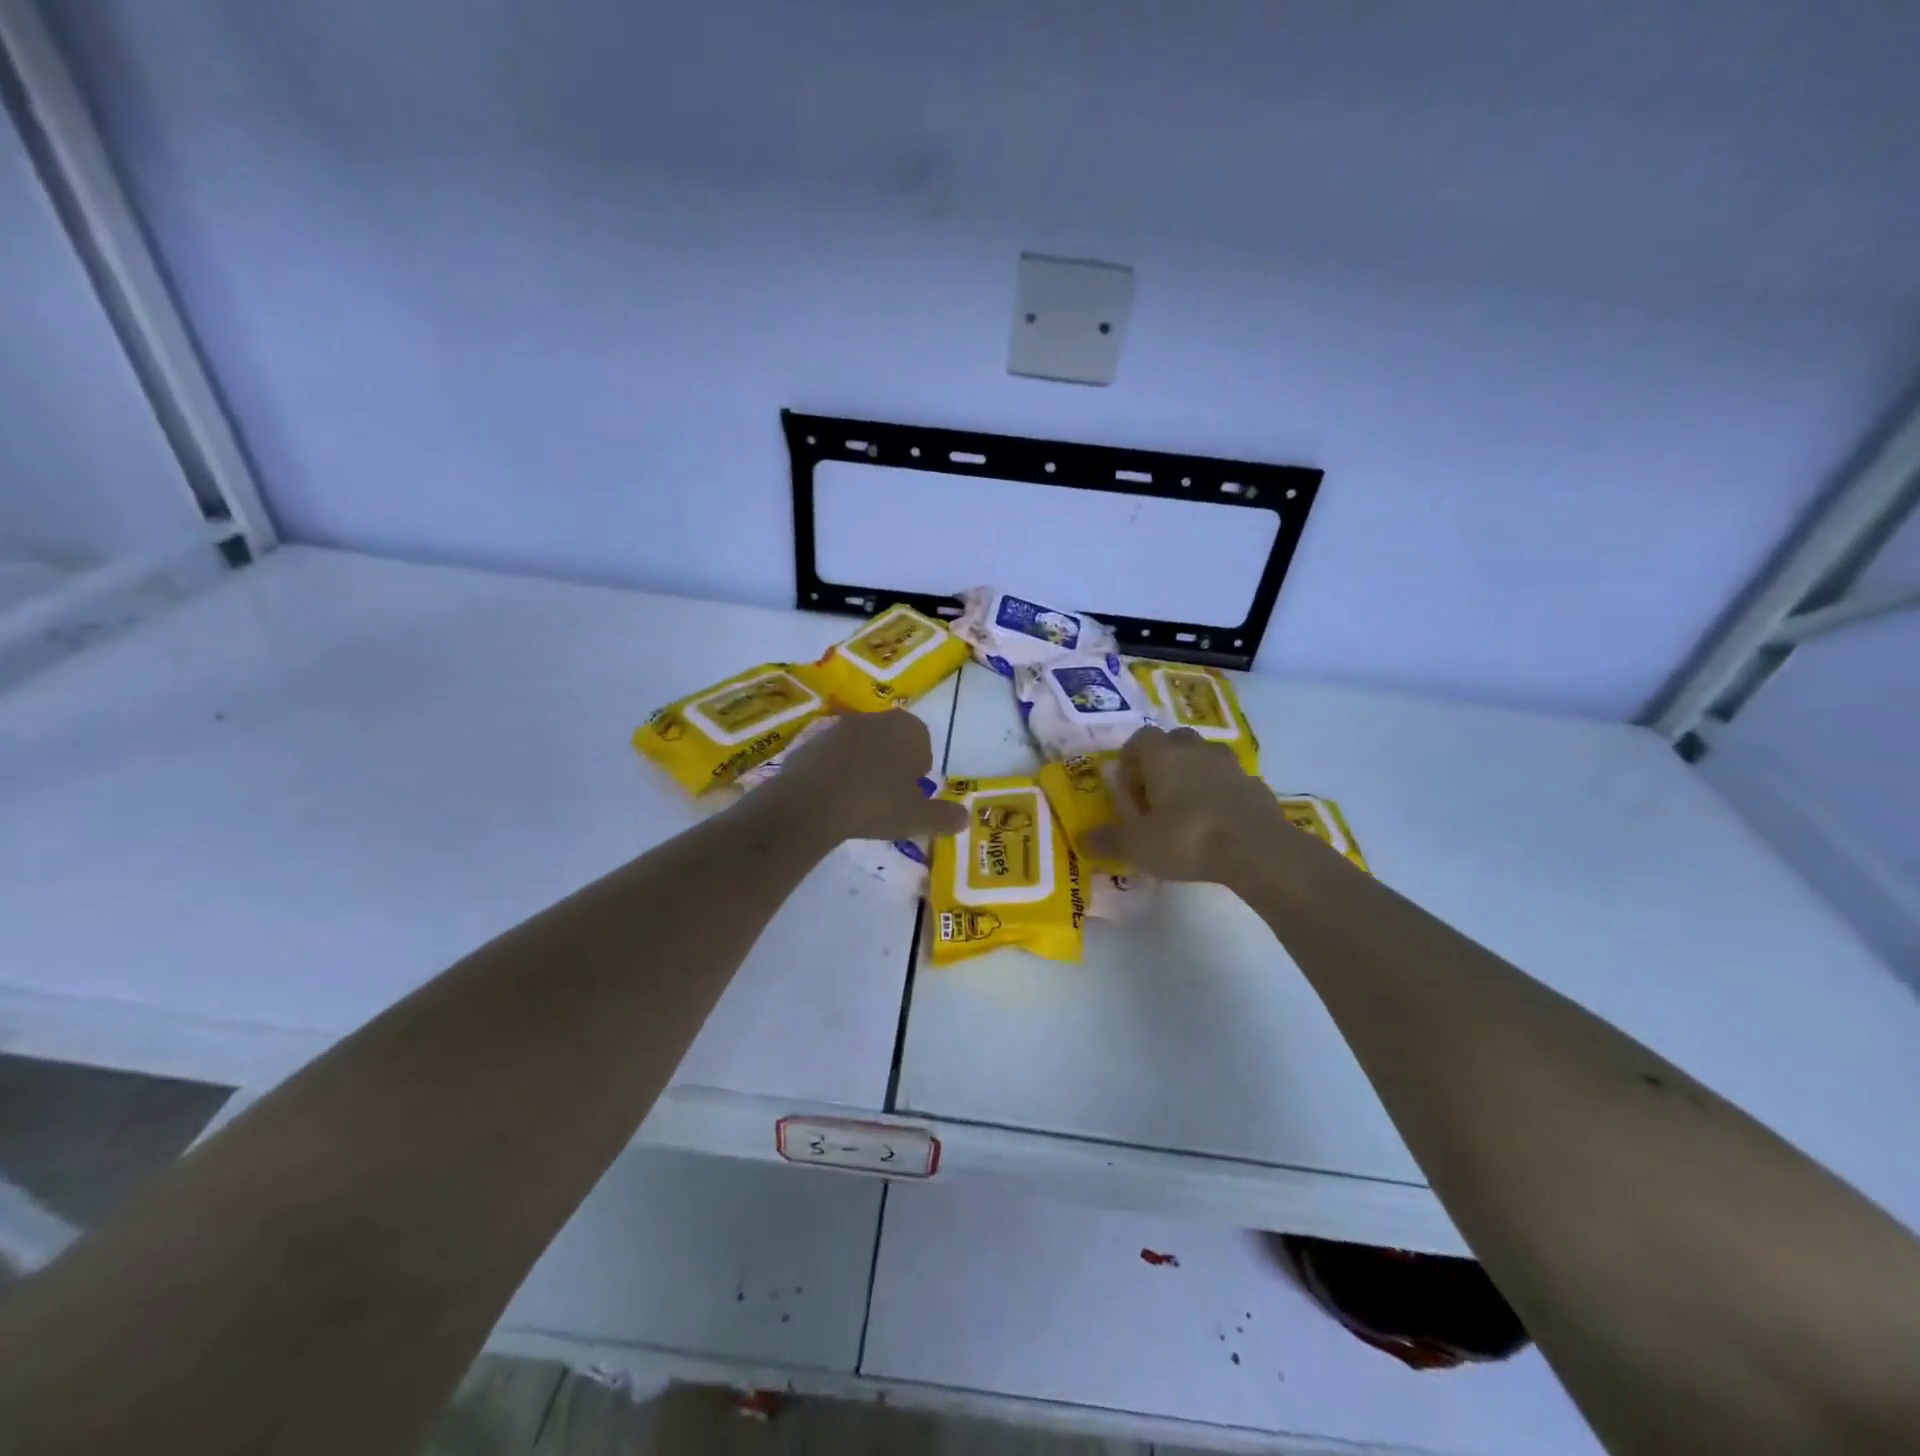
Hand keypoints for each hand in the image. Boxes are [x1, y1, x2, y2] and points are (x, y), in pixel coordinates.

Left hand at [771, 711, 968, 842]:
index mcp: (908, 729)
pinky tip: (833, 796)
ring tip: (858, 799)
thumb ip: (943, 817)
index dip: (919, 768)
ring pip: (861, 746)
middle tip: (888, 797)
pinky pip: (833, 755)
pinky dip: (836, 770)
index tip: (911, 793)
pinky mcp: (811, 739)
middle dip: (892, 763)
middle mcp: (876, 718)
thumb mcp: (917, 818)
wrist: (812, 802)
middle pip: (891, 740)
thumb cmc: (875, 804)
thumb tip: (964, 818)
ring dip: (863, 766)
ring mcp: (840, 726)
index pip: (923, 742)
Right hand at [1086, 726, 1289, 884]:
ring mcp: (1230, 765)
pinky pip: (1229, 782)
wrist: (1256, 848)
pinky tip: (1215, 824)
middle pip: (1173, 742)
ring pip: (1204, 759)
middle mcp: (1195, 750)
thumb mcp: (1138, 845)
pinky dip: (1219, 795)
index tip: (1127, 790)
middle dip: (1162, 763)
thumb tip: (1083, 840)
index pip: (1139, 739)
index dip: (1130, 761)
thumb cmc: (1186, 837)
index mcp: (1162, 754)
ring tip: (1185, 810)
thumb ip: (1109, 840)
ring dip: (1193, 776)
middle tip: (1155, 797)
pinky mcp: (1255, 785)